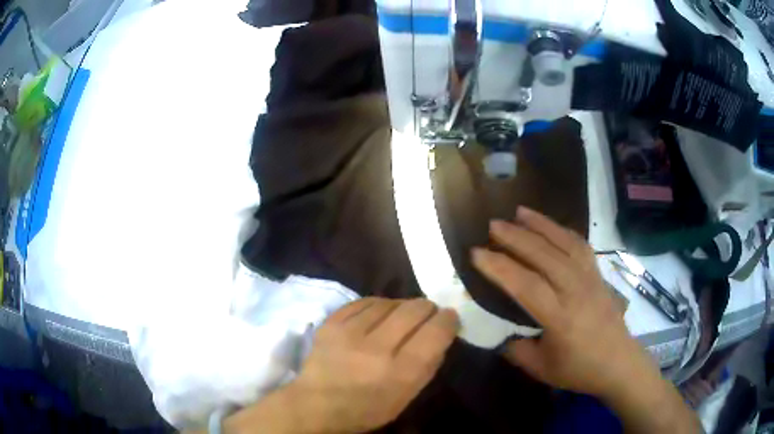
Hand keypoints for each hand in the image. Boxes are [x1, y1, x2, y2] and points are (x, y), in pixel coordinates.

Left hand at [269, 298, 457, 432]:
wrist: (317, 405)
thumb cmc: (367, 408)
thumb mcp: (407, 396)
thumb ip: (428, 365)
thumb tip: (440, 332)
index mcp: (400, 373)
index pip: (434, 333)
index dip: (448, 319)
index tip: (449, 317)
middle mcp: (376, 349)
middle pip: (413, 310)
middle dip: (427, 307)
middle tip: (427, 312)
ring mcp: (350, 333)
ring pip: (388, 302)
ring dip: (401, 306)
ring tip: (401, 314)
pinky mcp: (331, 323)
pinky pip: (362, 302)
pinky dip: (377, 305)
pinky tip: (378, 312)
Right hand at [471, 207, 700, 432]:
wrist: (618, 362)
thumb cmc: (579, 369)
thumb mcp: (540, 369)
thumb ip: (516, 350)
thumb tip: (498, 335)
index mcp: (560, 317)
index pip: (525, 285)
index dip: (499, 267)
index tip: (476, 252)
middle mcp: (576, 290)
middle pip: (544, 255)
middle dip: (516, 237)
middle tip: (492, 224)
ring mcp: (590, 278)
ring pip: (564, 243)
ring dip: (540, 225)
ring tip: (519, 211)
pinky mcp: (598, 274)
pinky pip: (579, 245)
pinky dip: (562, 231)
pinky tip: (549, 225)